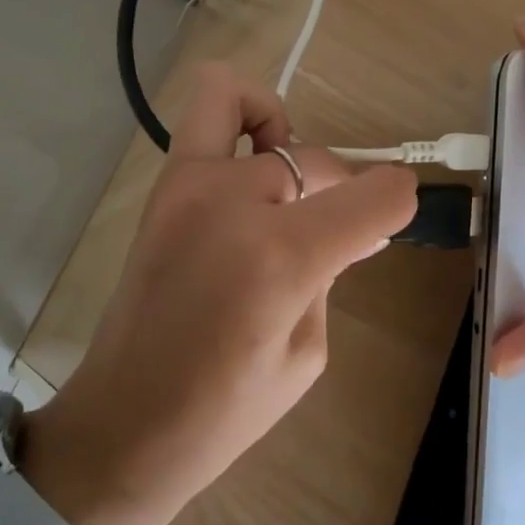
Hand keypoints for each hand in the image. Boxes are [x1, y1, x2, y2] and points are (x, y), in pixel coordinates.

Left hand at [22, 64, 416, 524]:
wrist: (125, 422)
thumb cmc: (225, 411)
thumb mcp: (306, 351)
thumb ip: (331, 273)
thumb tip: (361, 230)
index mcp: (282, 255)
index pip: (373, 194)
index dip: (398, 200)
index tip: (394, 217)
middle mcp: (232, 200)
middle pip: (317, 157)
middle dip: (340, 188)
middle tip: (331, 233)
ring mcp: (185, 184)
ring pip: (241, 101)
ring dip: (277, 133)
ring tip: (281, 186)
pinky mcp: (161, 189)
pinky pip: (204, 120)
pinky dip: (238, 128)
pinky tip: (248, 182)